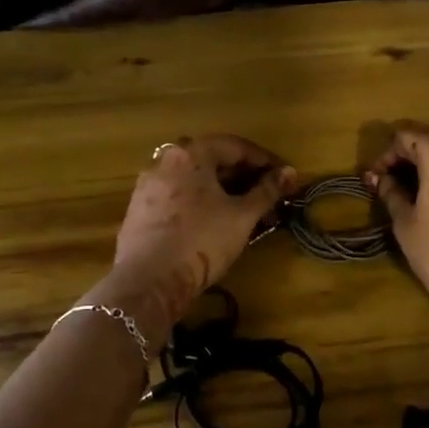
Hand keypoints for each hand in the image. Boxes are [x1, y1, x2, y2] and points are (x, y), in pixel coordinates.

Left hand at [102, 134, 296, 343]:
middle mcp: (165, 161)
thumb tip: (289, 173)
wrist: (148, 281)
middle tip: (268, 196)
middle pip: (212, 160)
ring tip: (245, 213)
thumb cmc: (201, 240)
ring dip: (222, 191)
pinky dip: (200, 203)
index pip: (235, 146)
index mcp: (190, 153)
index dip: (265, 160)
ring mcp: (148, 186)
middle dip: (244, 177)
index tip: (285, 178)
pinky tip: (214, 223)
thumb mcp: (242, 216)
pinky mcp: (139, 211)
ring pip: (194, 180)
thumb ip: (267, 191)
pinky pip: (178, 197)